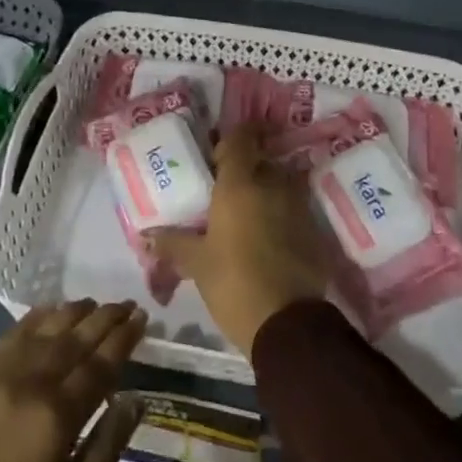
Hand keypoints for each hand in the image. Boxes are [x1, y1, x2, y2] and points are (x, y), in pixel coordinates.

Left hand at [0, 300, 146, 461]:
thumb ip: (105, 452)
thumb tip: (134, 400)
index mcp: (54, 417)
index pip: (99, 366)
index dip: (123, 340)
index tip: (142, 318)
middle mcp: (27, 384)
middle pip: (74, 339)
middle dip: (104, 318)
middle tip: (128, 304)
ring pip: (43, 330)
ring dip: (72, 313)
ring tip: (94, 303)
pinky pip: (11, 336)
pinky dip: (35, 319)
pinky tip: (48, 313)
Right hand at [150, 123, 331, 352]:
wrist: (288, 324)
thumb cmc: (234, 283)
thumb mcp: (197, 263)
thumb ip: (172, 243)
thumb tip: (147, 236)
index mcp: (240, 183)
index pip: (241, 138)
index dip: (230, 139)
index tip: (217, 155)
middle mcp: (273, 184)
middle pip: (260, 160)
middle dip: (245, 170)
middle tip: (224, 190)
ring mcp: (298, 205)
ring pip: (279, 184)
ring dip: (264, 192)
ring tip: (244, 216)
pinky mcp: (314, 229)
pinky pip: (293, 209)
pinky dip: (280, 215)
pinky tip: (266, 238)